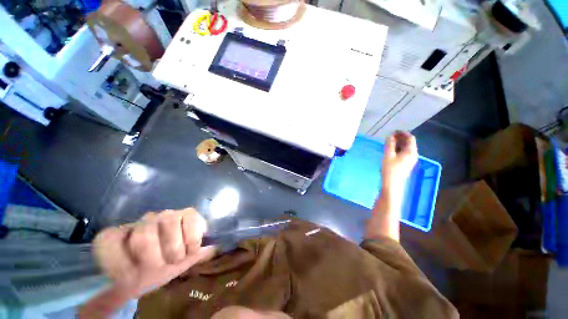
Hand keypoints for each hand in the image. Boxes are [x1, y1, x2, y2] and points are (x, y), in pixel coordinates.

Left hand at [92, 208, 214, 297]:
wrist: (177, 258)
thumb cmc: (149, 273)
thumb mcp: (128, 288)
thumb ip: (107, 298)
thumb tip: (88, 312)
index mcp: (119, 236)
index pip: (108, 242)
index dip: (120, 265)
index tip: (132, 279)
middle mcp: (142, 221)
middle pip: (143, 236)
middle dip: (154, 259)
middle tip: (161, 268)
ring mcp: (167, 214)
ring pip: (169, 223)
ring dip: (175, 249)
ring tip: (177, 258)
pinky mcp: (189, 213)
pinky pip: (191, 220)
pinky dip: (192, 239)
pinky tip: (191, 248)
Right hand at [381, 131, 417, 191]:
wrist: (391, 184)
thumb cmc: (389, 169)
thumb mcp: (388, 155)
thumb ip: (389, 144)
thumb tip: (390, 136)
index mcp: (411, 152)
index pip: (410, 138)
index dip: (402, 133)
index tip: (393, 131)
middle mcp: (413, 155)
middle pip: (409, 143)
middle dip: (400, 138)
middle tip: (390, 136)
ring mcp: (410, 160)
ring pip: (406, 148)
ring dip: (398, 143)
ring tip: (389, 142)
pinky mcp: (406, 164)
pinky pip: (404, 153)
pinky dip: (398, 149)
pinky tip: (391, 150)